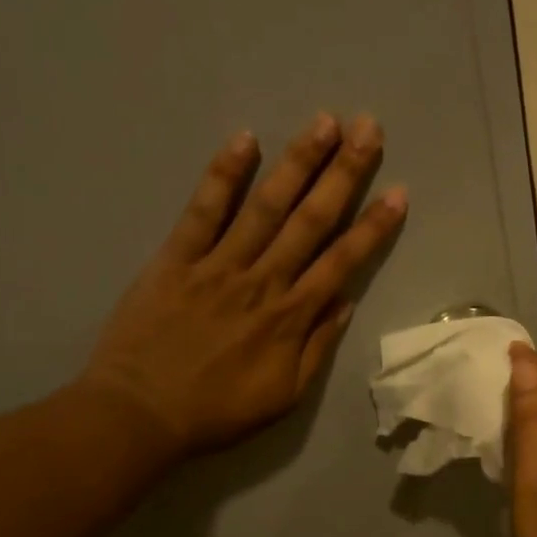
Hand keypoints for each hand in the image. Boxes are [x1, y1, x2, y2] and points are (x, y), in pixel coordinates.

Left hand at [79, 112, 405, 461]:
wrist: (140, 414)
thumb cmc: (217, 412)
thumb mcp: (283, 396)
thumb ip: (317, 349)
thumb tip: (345, 303)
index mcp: (291, 318)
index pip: (342, 262)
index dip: (372, 227)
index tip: (397, 193)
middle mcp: (262, 281)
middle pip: (310, 220)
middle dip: (343, 174)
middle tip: (369, 130)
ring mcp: (218, 265)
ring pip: (265, 206)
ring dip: (297, 162)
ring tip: (325, 122)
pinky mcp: (175, 258)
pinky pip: (202, 211)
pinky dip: (223, 175)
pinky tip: (245, 139)